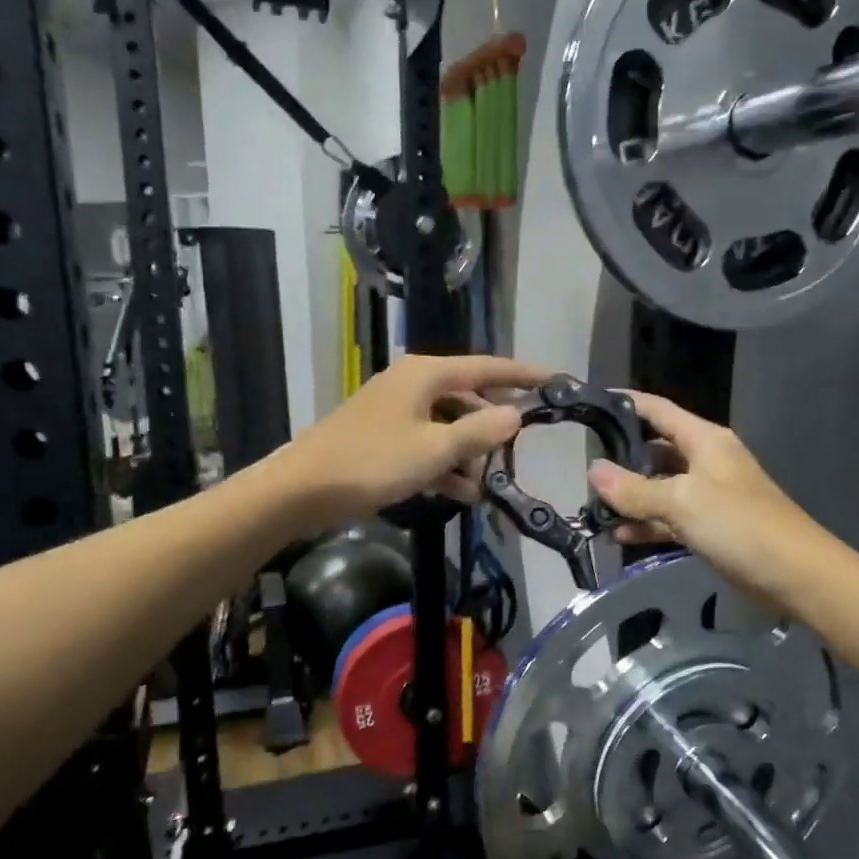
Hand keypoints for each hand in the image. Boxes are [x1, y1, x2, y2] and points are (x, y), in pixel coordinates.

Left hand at [286, 354, 550, 521]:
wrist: (301, 490)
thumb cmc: (372, 463)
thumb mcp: (435, 449)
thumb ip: (479, 431)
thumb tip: (516, 415)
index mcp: (425, 375)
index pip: (487, 367)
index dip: (523, 375)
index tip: (556, 381)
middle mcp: (412, 385)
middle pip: (468, 396)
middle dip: (493, 423)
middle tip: (521, 446)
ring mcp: (395, 412)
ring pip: (447, 425)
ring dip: (469, 452)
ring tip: (489, 482)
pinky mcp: (383, 439)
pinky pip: (427, 444)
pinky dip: (445, 464)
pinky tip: (462, 492)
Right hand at [587, 392, 823, 599]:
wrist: (794, 574)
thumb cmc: (739, 525)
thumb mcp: (681, 501)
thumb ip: (634, 489)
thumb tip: (593, 470)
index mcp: (704, 440)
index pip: (658, 410)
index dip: (625, 403)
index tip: (589, 404)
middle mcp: (705, 461)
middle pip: (655, 449)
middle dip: (621, 457)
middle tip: (582, 466)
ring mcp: (707, 495)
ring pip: (660, 487)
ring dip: (631, 497)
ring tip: (593, 507)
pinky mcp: (709, 526)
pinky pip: (669, 518)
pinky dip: (647, 524)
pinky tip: (619, 536)